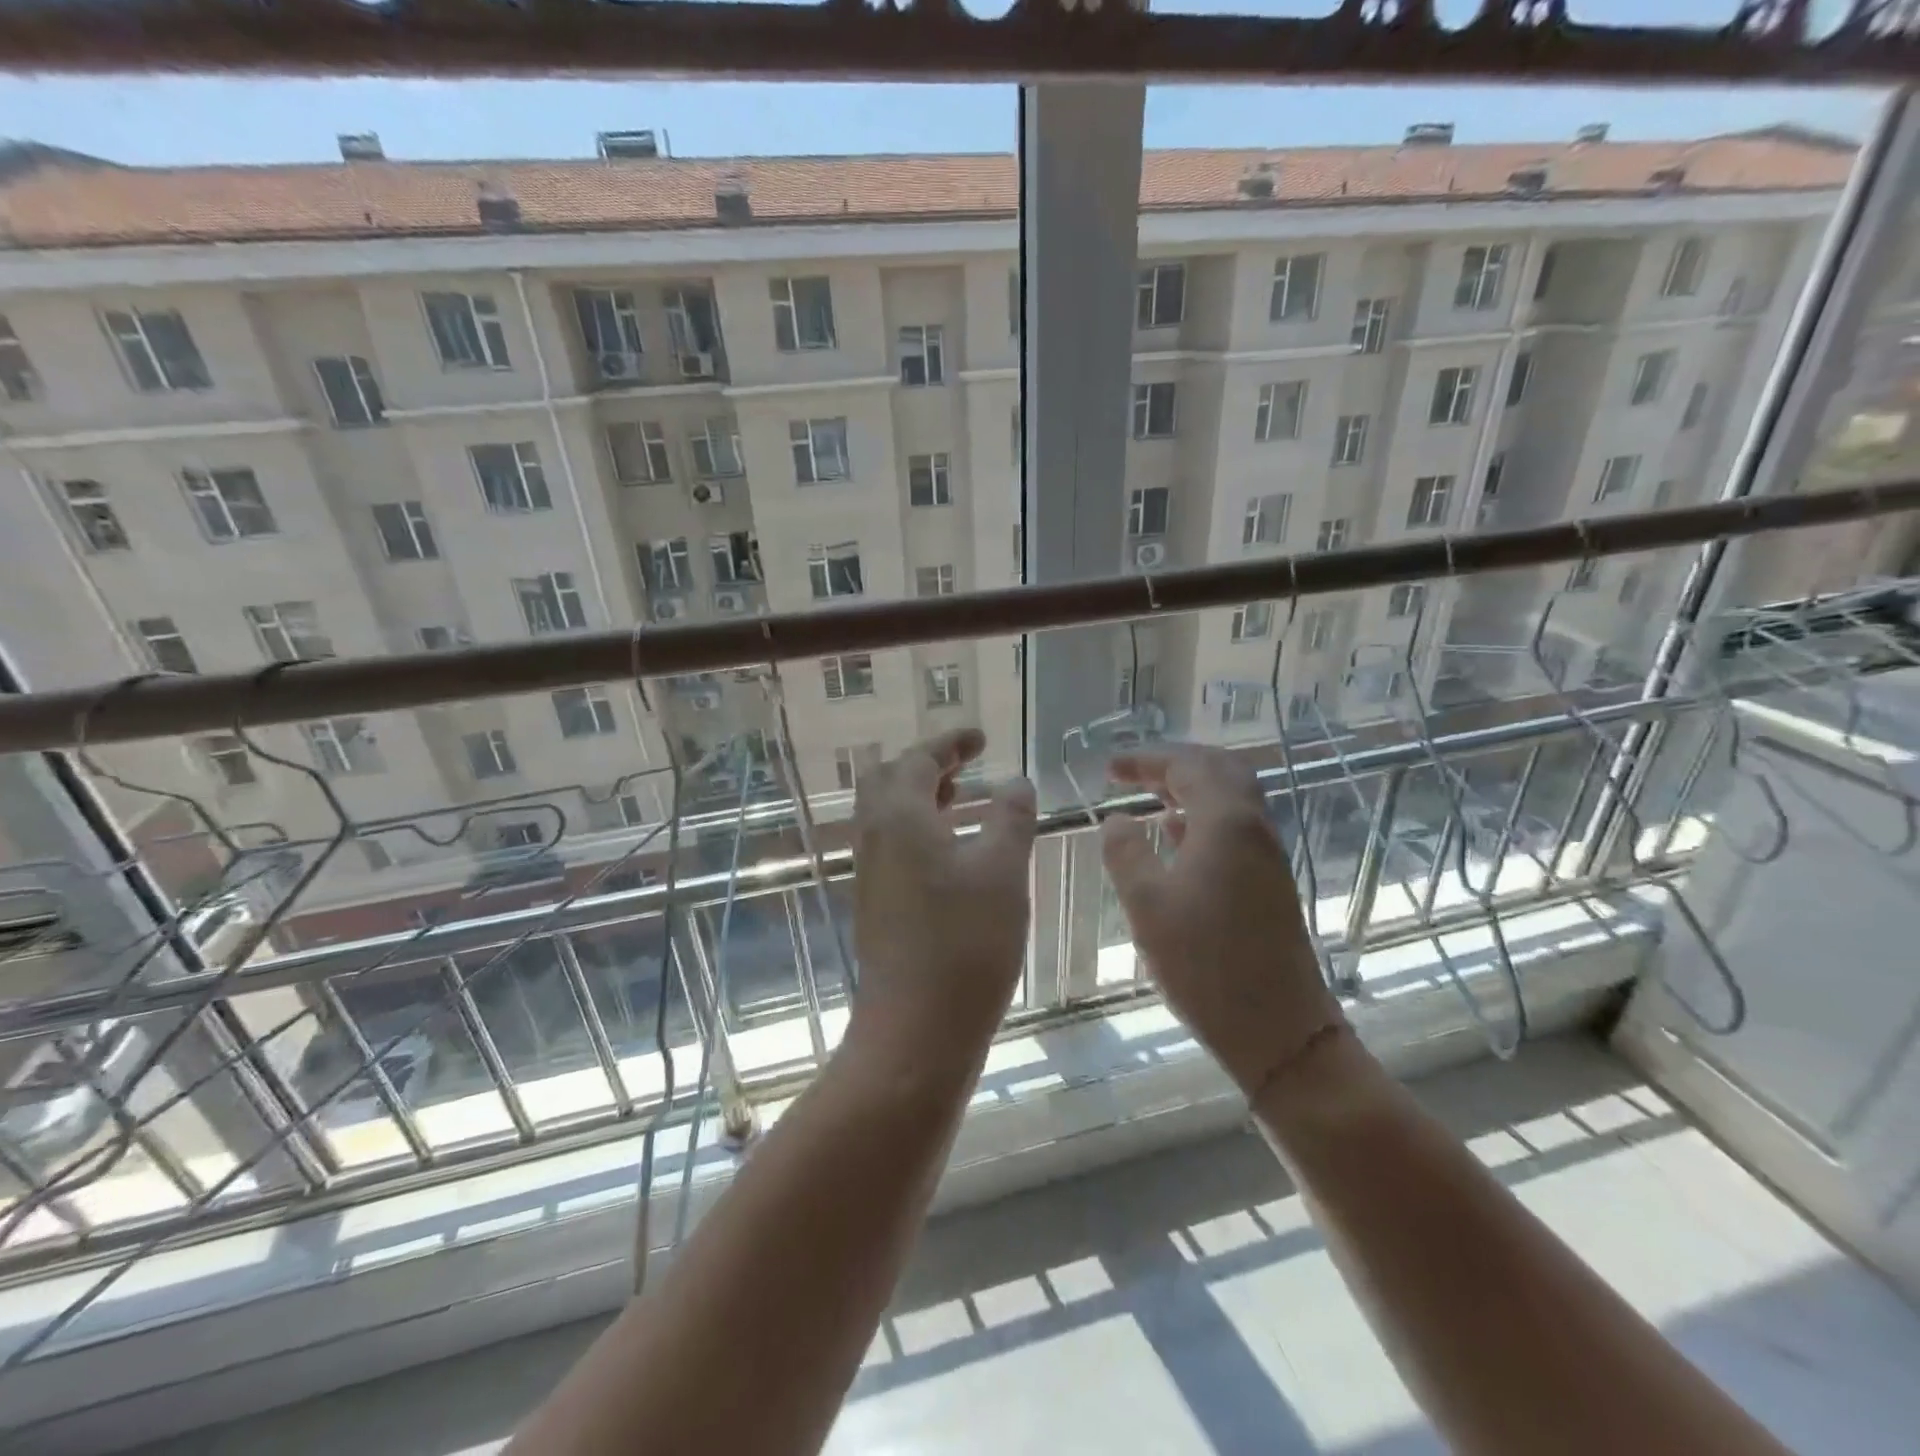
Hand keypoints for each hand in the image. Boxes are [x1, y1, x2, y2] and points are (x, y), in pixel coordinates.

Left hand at [849, 729, 1036, 1076]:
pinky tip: (952, 853)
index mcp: (899, 817)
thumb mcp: (1002, 871)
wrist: (916, 1030)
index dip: (950, 743)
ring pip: (886, 814)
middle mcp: (874, 837)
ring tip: (962, 802)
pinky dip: (917, 830)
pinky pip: (891, 844)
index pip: (918, 759)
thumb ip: (1010, 817)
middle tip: (965, 768)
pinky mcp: (875, 903)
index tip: (980, 738)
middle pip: (888, 780)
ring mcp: (869, 873)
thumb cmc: (965, 944)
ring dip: (920, 798)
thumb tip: (1016, 782)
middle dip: (926, 765)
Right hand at [1101, 746, 1343, 1095]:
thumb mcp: (1147, 905)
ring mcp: (1267, 855)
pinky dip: (1203, 816)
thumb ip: (1126, 853)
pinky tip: (1176, 836)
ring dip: (1191, 788)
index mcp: (1226, 823)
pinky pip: (1236, 826)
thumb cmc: (1204, 964)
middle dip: (1173, 764)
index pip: (1187, 766)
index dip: (1145, 760)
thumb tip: (1116, 819)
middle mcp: (1254, 828)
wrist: (1278, 1029)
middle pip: (1219, 770)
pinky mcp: (1270, 881)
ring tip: (1149, 797)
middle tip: (1134, 773)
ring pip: (1231, 798)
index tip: (1109, 768)